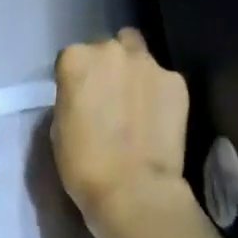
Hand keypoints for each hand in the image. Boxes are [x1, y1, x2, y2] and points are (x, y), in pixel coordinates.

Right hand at [52, 29, 191, 234]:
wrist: (133, 189)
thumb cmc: (83, 164)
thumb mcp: (60, 125)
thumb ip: (73, 97)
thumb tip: (88, 96)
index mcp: (76, 59)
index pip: (73, 57)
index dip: (77, 78)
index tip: (82, 98)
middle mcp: (112, 50)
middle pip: (109, 48)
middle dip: (109, 67)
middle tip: (111, 97)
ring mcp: (149, 63)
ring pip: (139, 55)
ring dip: (136, 72)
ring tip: (139, 104)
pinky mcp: (177, 82)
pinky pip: (164, 80)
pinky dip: (160, 93)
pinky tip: (159, 119)